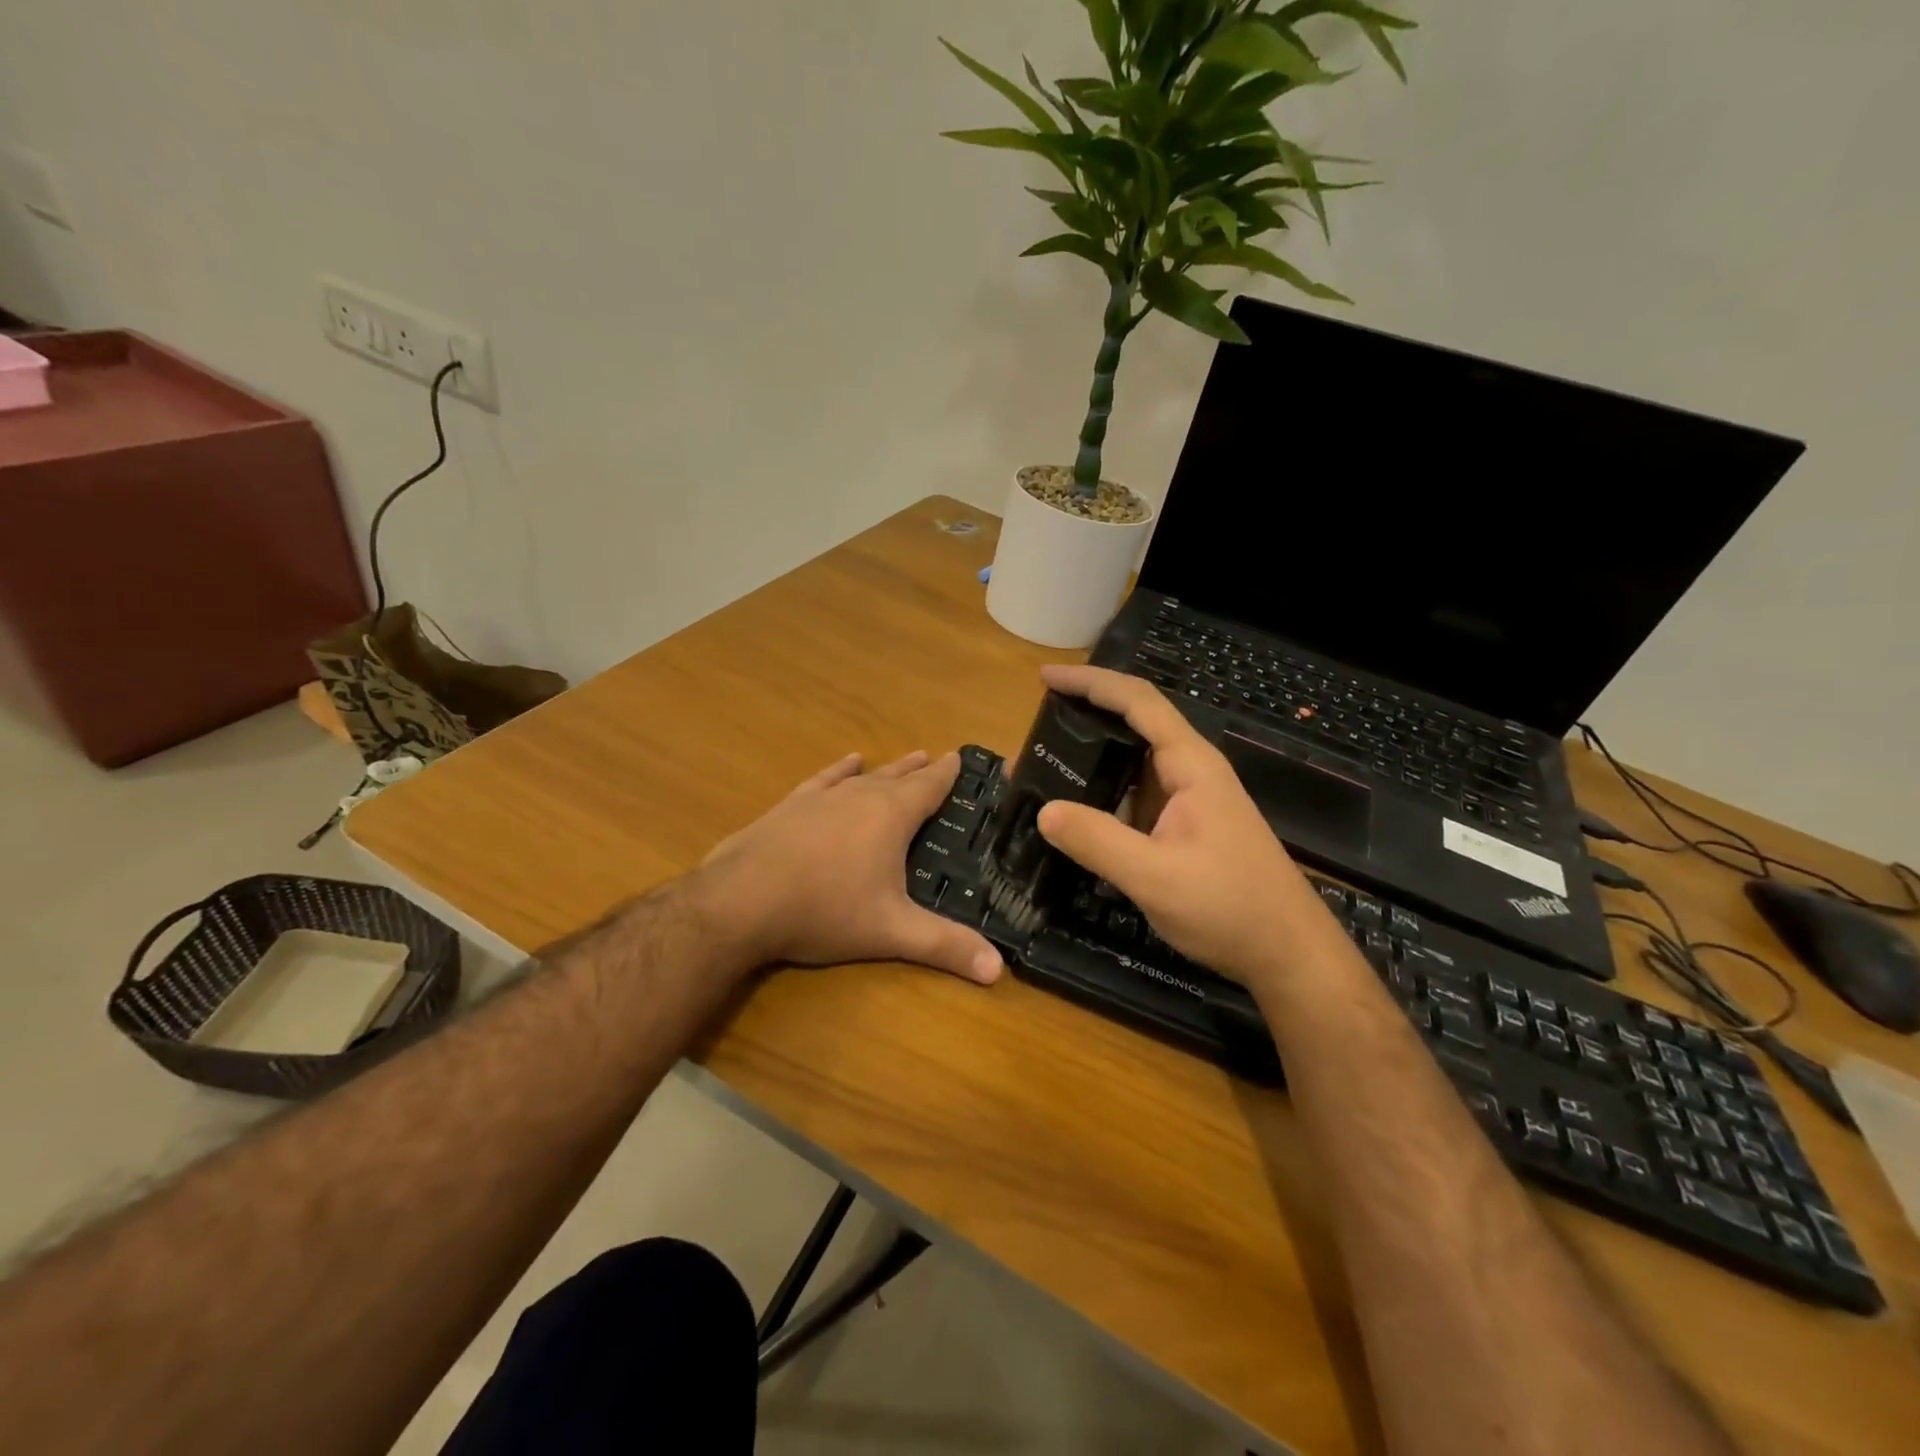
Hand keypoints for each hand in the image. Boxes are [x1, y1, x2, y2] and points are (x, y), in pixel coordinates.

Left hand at [696, 750, 1003, 984]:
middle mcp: (859, 795)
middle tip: (936, 758)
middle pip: (898, 777)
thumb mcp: (891, 932)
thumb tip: (997, 970)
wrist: (741, 901)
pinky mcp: (790, 806)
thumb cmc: (825, 911)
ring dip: (886, 769)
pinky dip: (840, 770)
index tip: (961, 758)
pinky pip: (824, 780)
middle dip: (920, 770)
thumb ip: (944, 946)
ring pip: (863, 776)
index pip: (929, 787)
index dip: (947, 774)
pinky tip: (846, 763)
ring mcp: (821, 798)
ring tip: (903, 758)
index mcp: (891, 816)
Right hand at [1033, 664, 1330, 984]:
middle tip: (1033, 727)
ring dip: (1089, 758)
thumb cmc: (1230, 907)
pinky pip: (1134, 796)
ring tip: (1040, 765)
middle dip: (1083, 716)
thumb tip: (1044, 810)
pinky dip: (1101, 793)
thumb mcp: (1155, 877)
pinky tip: (1074, 810)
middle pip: (1133, 724)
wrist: (1287, 953)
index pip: (1137, 702)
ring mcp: (1188, 801)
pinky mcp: (1184, 828)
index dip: (1091, 682)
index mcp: (1190, 765)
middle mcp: (1190, 772)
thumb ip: (1098, 841)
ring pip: (1132, 764)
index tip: (1045, 677)